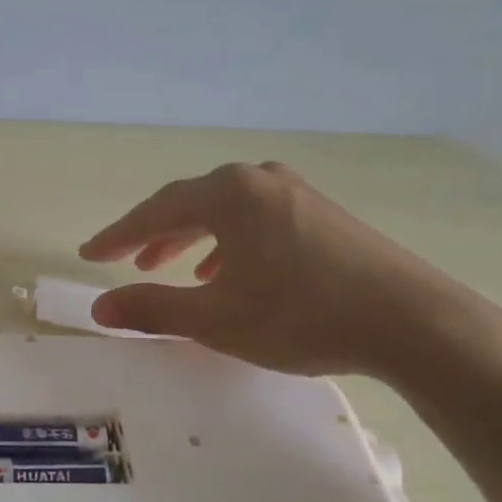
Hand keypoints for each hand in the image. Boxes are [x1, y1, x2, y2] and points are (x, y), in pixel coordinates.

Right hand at [79, 161, 496, 380]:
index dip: (117, 236)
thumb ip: (152, 309)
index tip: (90, 254)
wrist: (411, 322)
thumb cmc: (301, 316)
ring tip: (172, 269)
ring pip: (224, 211)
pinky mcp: (320, 212)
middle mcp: (257, 179)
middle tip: (128, 262)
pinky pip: (255, 218)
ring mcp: (294, 192)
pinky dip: (229, 242)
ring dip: (191, 239)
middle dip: (154, 234)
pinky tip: (231, 273)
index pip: (155, 211)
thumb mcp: (216, 320)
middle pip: (189, 203)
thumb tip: (99, 309)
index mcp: (227, 194)